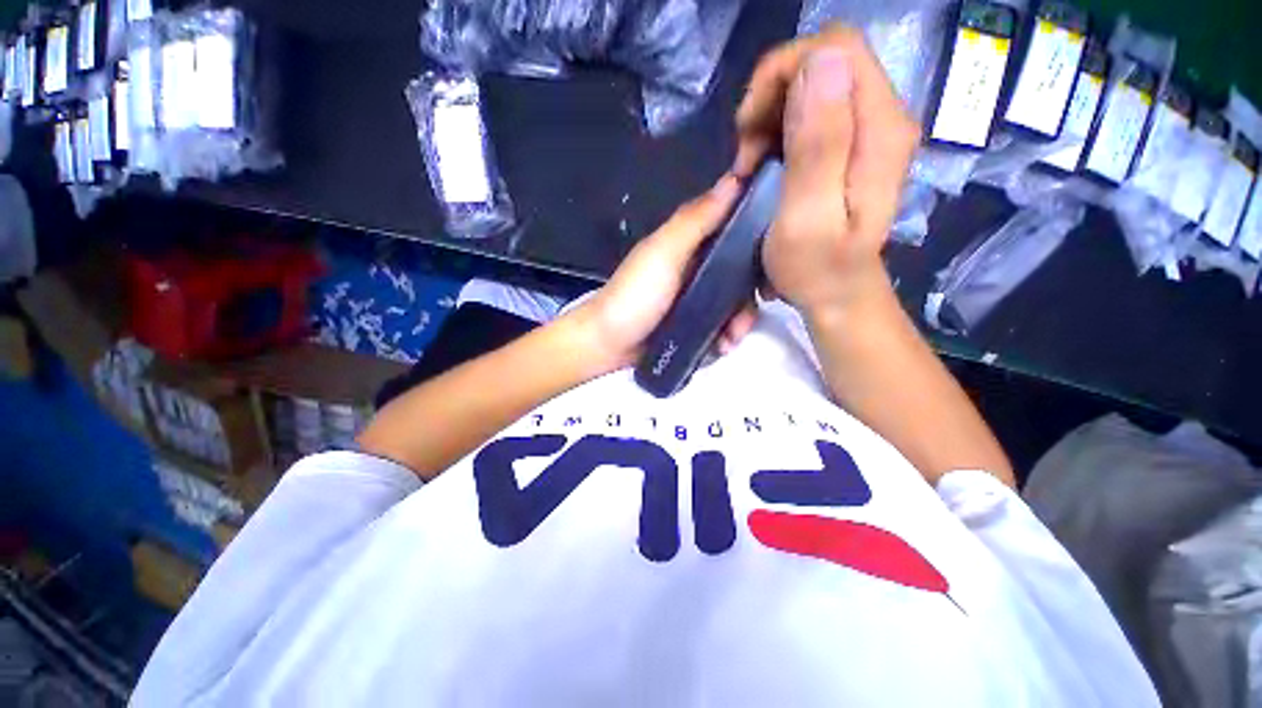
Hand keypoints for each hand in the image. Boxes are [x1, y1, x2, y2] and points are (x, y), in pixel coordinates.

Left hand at [576, 174, 758, 370]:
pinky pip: (723, 324)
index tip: (779, 256)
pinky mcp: (696, 322)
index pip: (737, 227)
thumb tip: (735, 176)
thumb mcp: (664, 253)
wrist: (609, 343)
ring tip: (731, 338)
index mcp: (692, 241)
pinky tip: (723, 346)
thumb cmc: (635, 295)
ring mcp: (698, 296)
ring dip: (740, 320)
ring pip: (736, 300)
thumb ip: (695, 220)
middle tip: (746, 315)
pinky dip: (727, 335)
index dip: (761, 236)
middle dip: (751, 295)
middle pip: (742, 271)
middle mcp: (699, 265)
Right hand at [733, 25, 918, 314]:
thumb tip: (820, 63)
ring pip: (814, 84)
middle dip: (772, 97)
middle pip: (824, 61)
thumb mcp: (808, 217)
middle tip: (747, 153)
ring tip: (752, 164)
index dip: (783, 73)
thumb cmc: (817, 269)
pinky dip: (779, 130)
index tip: (750, 129)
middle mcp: (883, 118)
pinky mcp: (853, 147)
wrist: (839, 295)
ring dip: (771, 116)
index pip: (835, 49)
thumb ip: (818, 145)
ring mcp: (869, 131)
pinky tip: (765, 163)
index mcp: (879, 129)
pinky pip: (812, 111)